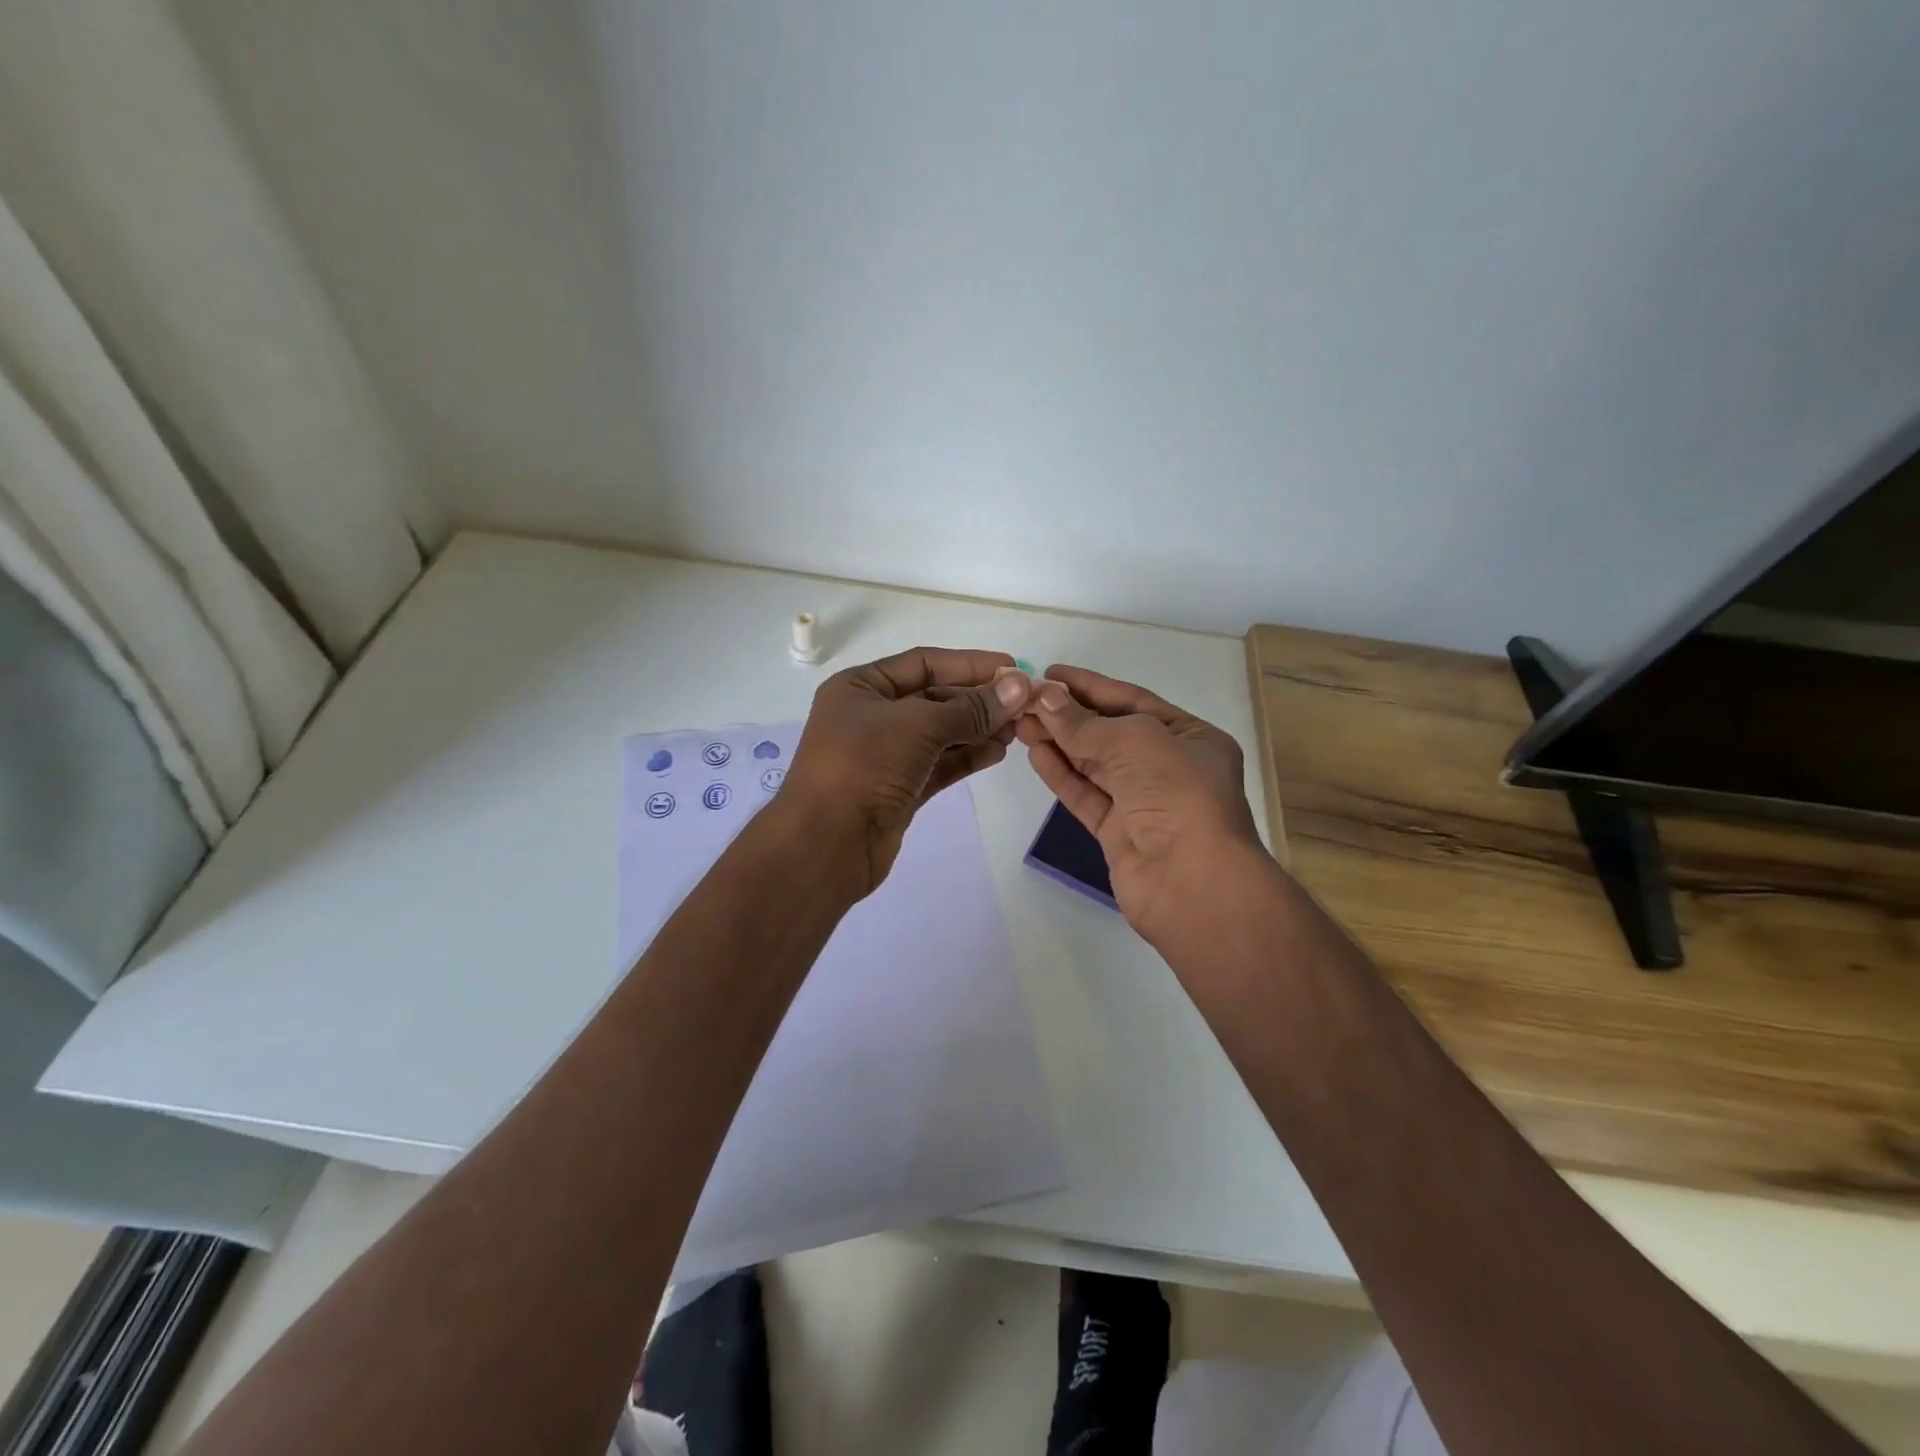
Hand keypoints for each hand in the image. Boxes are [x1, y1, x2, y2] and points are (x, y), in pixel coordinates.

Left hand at [782, 646, 1033, 894]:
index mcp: (861, 687)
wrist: (826, 845)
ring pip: (940, 733)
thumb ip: (972, 707)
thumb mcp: (919, 725)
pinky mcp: (899, 789)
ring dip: (978, 729)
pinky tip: (997, 752)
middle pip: (934, 697)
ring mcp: (884, 755)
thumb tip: (1020, 686)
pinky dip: (966, 757)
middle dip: (978, 700)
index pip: (924, 663)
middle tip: (1024, 704)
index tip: (1013, 667)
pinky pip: (939, 764)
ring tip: (1018, 729)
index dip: (970, 664)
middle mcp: (871, 716)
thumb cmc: (864, 766)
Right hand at [1017, 665, 1261, 944]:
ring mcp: (1144, 803)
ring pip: (1095, 765)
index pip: (1134, 701)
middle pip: (1111, 733)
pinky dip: (1062, 775)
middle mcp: (1170, 767)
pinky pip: (1087, 796)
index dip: (1091, 686)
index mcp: (1191, 737)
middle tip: (1025, 701)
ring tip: (1021, 724)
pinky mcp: (1120, 833)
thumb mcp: (1134, 741)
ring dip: (1060, 742)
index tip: (1051, 674)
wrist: (1192, 882)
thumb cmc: (1176, 794)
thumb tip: (1045, 698)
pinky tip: (1036, 754)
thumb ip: (1084, 722)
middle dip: (1069, 715)